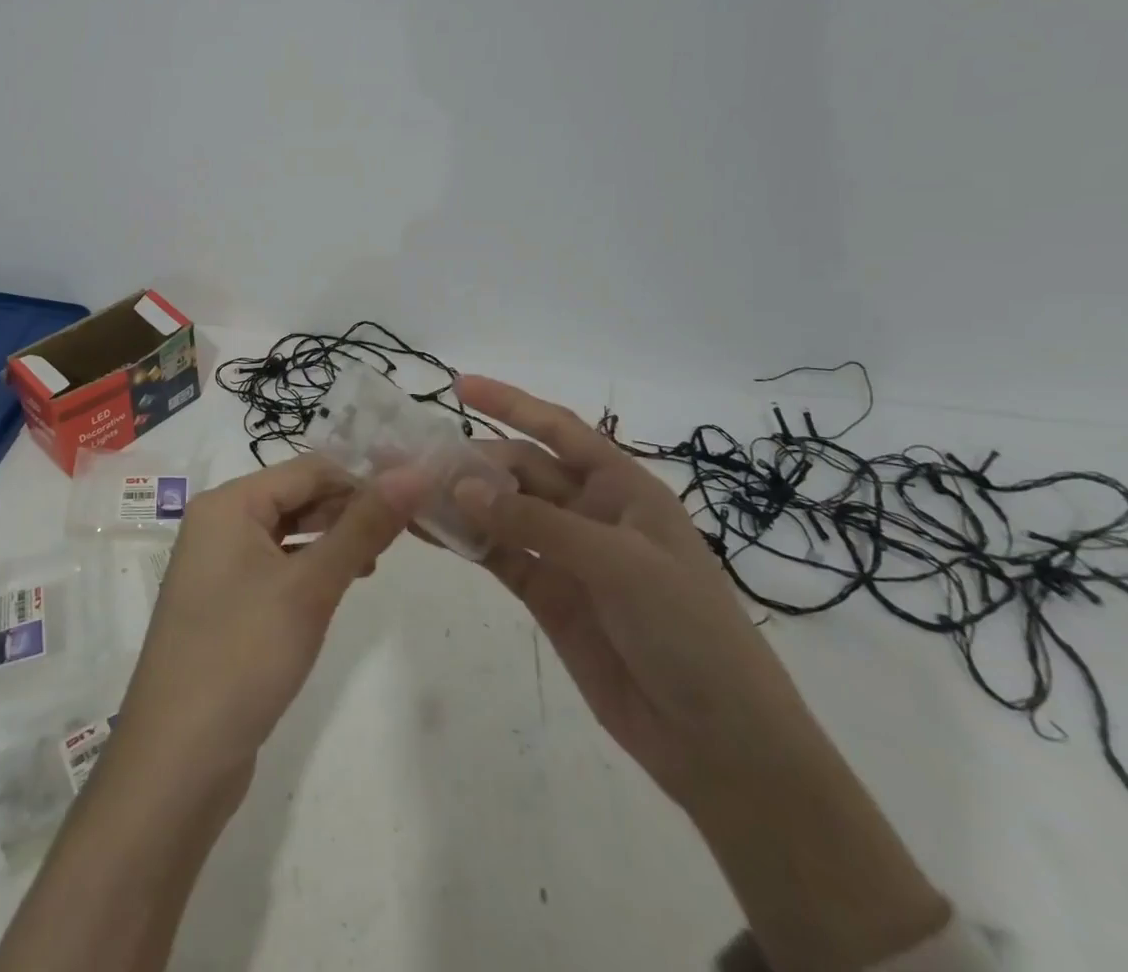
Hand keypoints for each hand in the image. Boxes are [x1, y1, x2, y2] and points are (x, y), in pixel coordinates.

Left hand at [112, 456, 410, 796]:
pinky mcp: (222, 603)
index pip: (308, 470)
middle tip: (400, 538)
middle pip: (294, 497)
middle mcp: (217, 523)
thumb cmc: (244, 655)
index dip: (361, 481)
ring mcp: (216, 565)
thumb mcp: (311, 587)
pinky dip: (307, 570)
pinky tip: (335, 590)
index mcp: (228, 503)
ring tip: (374, 564)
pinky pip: (273, 566)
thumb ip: (363, 527)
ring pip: (285, 533)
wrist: (178, 761)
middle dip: (346, 511)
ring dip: (329, 541)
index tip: (412, 504)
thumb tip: (414, 473)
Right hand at [454, 377, 951, 971]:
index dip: (511, 402)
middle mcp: (589, 511)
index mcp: (622, 487)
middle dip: (472, 461)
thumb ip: (536, 524)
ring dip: (460, 500)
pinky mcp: (546, 594)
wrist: (719, 742)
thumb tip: (460, 487)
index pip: (559, 429)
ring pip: (501, 511)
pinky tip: (428, 531)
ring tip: (408, 490)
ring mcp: (565, 554)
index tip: (458, 385)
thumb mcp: (619, 564)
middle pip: (519, 469)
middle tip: (415, 462)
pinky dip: (465, 542)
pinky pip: (498, 556)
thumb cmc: (688, 631)